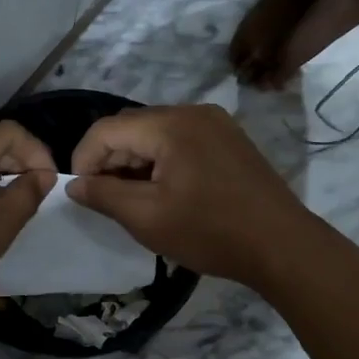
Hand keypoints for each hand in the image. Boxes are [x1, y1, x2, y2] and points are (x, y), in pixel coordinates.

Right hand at [65, 105, 320, 287]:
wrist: (283, 246)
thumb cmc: (210, 232)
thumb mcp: (147, 218)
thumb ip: (104, 195)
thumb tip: (74, 185)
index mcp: (171, 125)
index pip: (106, 129)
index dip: (84, 159)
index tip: (81, 193)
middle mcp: (192, 112)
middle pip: (131, 127)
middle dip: (109, 160)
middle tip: (105, 199)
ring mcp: (215, 123)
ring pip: (155, 134)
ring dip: (135, 161)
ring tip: (133, 199)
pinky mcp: (229, 139)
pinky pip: (180, 140)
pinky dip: (161, 161)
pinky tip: (164, 191)